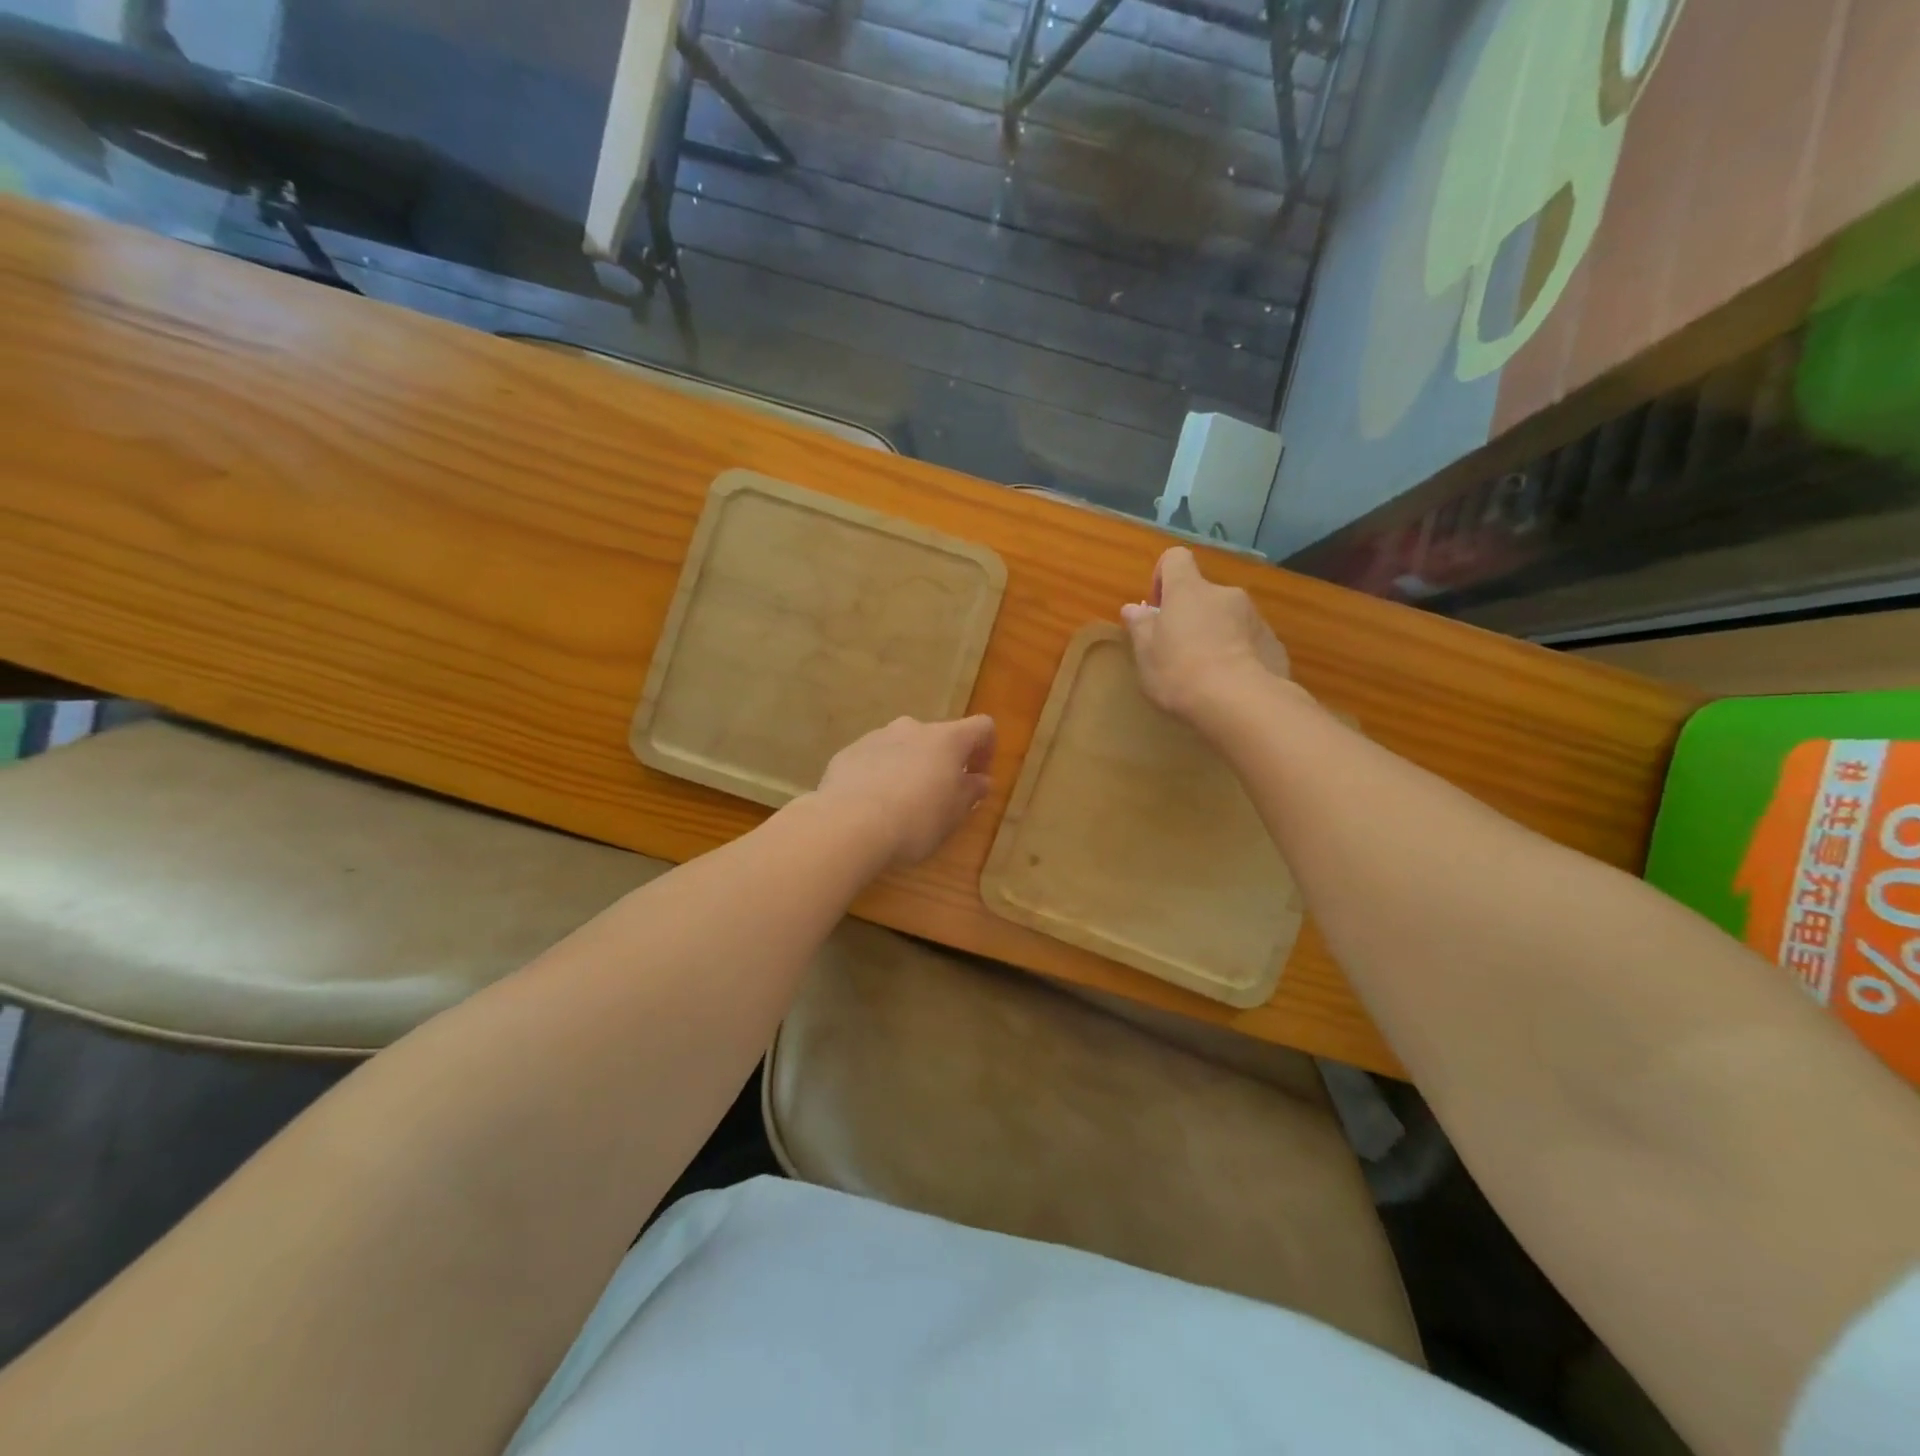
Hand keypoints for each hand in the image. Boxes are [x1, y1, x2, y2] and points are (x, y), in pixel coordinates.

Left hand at [814, 714, 996, 867]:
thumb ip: (971, 792)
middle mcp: (913, 728)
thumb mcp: (954, 814)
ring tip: (900, 804)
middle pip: (938, 737)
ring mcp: (877, 737)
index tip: (978, 777)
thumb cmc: (915, 819)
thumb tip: (980, 780)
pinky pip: (873, 759)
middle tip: (938, 796)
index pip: (981, 727)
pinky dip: (879, 775)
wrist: (849, 824)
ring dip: (909, 767)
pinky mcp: (848, 752)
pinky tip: (871, 805)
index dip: (986, 749)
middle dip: (942, 762)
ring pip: (903, 747)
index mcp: (947, 739)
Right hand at [1120, 547, 1290, 719]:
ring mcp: (1254, 617)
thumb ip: (1141, 627)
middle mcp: (1224, 594)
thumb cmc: (1181, 673)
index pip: (1176, 559)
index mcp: (1188, 590)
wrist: (1242, 703)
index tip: (1157, 608)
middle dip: (1190, 615)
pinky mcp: (1273, 643)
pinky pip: (1249, 640)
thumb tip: (1134, 608)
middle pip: (1202, 593)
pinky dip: (1238, 653)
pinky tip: (1231, 684)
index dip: (1163, 577)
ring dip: (1216, 634)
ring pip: (1228, 617)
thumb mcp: (1146, 655)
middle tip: (1178, 651)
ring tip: (1206, 673)